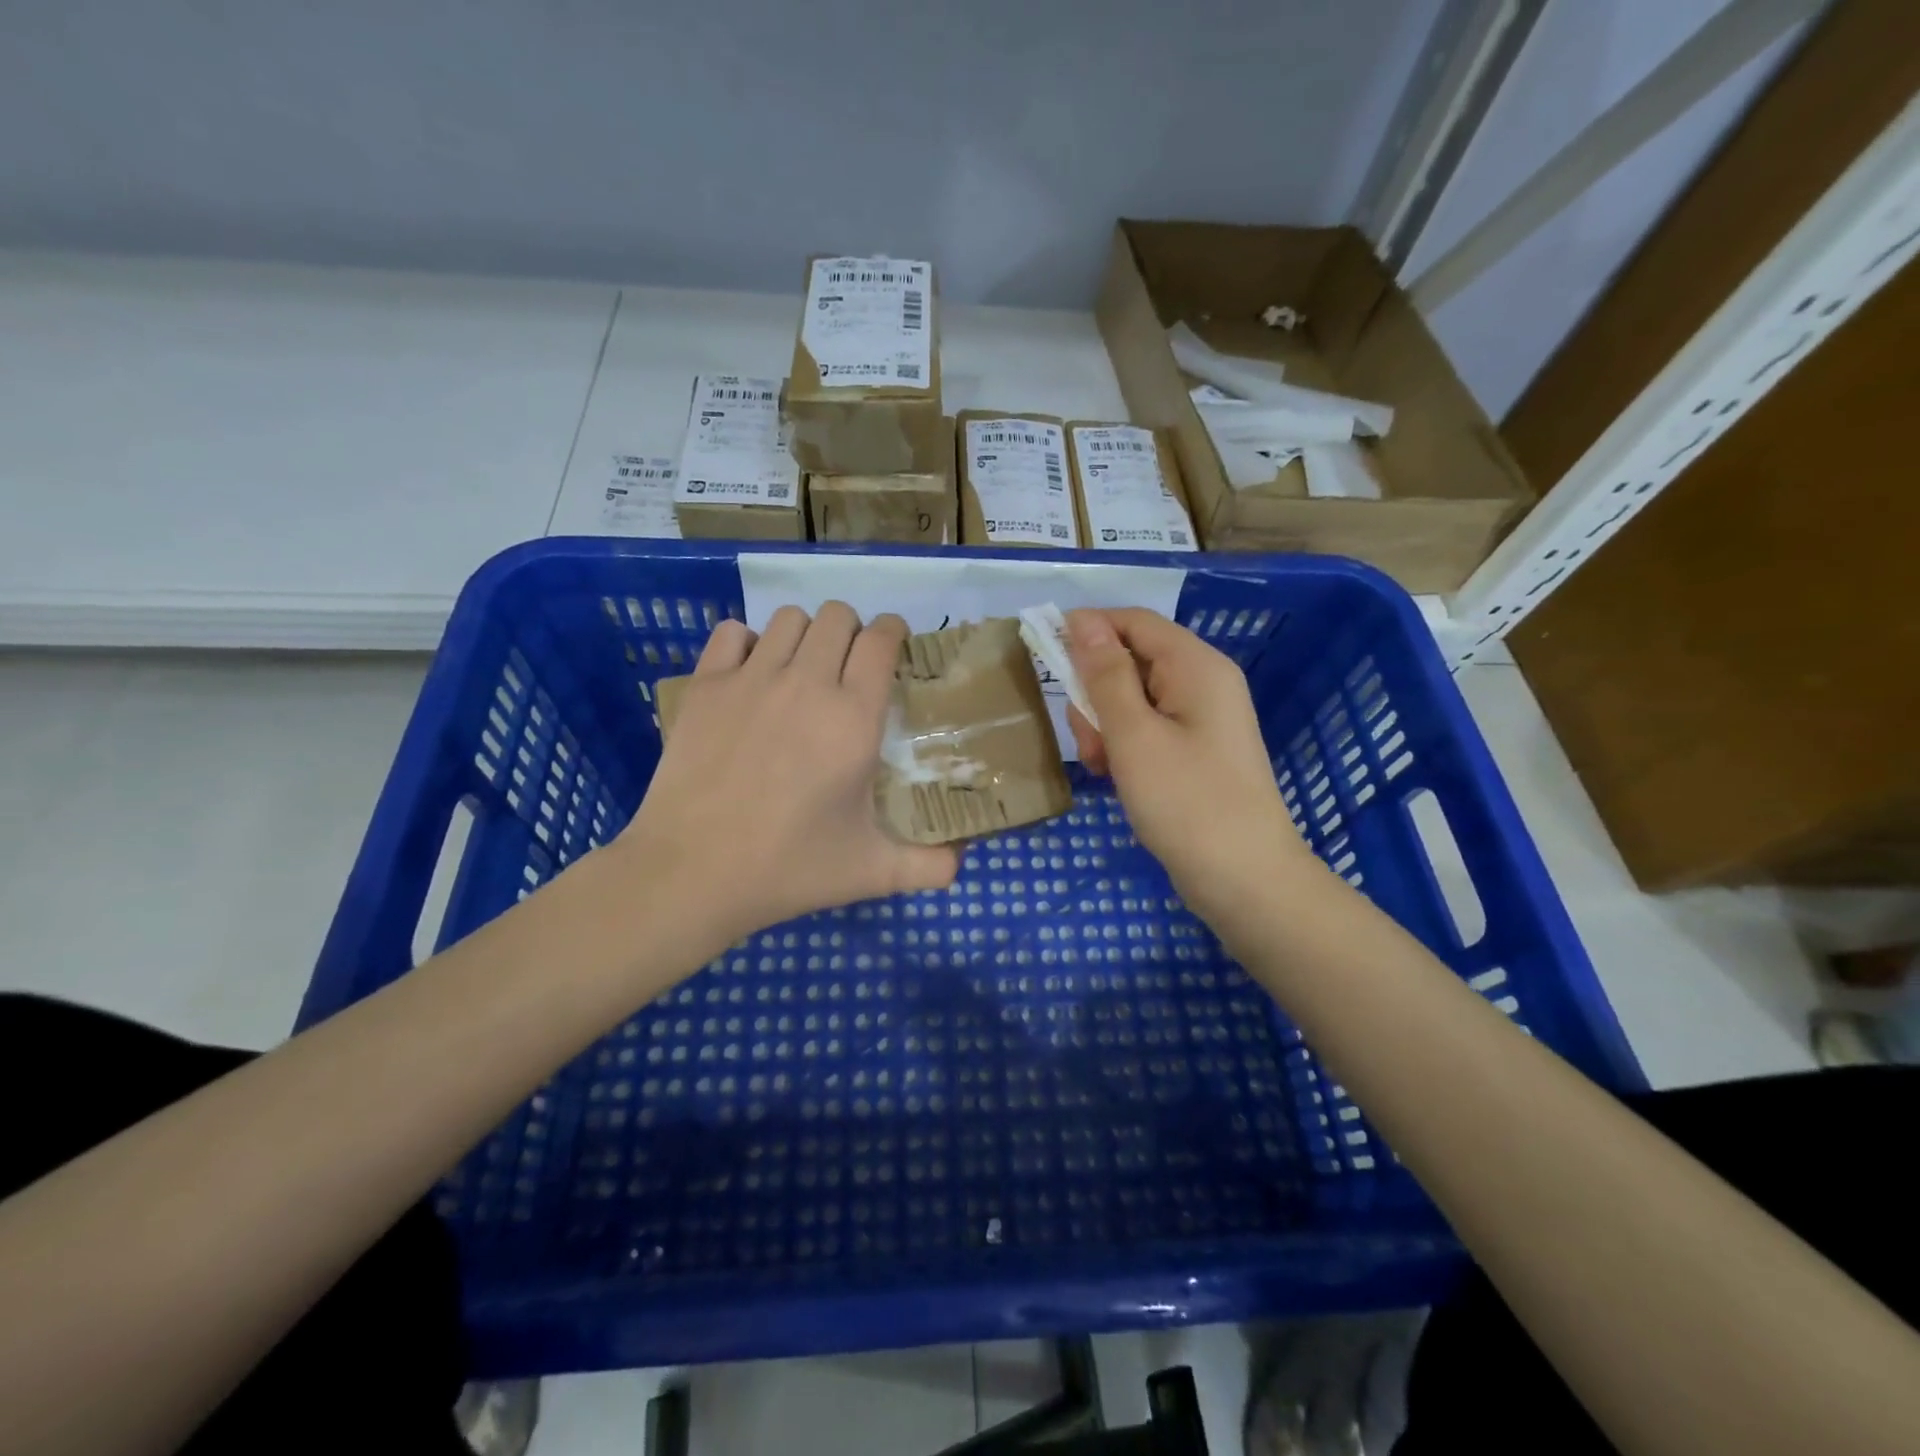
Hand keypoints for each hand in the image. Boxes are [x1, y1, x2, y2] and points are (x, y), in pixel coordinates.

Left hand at [619, 602, 958, 956]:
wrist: (693, 873)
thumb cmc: (789, 868)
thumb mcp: (871, 872)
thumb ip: (928, 866)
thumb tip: (961, 864)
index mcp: (853, 718)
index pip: (881, 640)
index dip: (892, 632)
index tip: (892, 646)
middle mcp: (806, 684)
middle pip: (838, 616)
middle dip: (851, 632)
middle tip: (848, 668)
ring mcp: (751, 679)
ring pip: (789, 618)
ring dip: (805, 634)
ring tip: (802, 669)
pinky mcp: (706, 686)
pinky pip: (733, 633)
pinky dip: (748, 643)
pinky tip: (751, 675)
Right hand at [1064, 608, 1310, 927]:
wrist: (1244, 880)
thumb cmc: (1186, 802)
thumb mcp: (1134, 735)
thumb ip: (1106, 675)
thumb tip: (1082, 620)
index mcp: (1196, 666)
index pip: (1133, 621)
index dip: (1088, 629)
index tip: (1046, 655)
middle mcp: (1202, 683)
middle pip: (1132, 661)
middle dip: (1096, 692)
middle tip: (1087, 737)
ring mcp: (1201, 719)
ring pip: (1134, 700)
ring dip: (1106, 726)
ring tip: (1103, 767)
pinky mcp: (1195, 751)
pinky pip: (1148, 730)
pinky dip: (1125, 747)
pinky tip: (1117, 779)